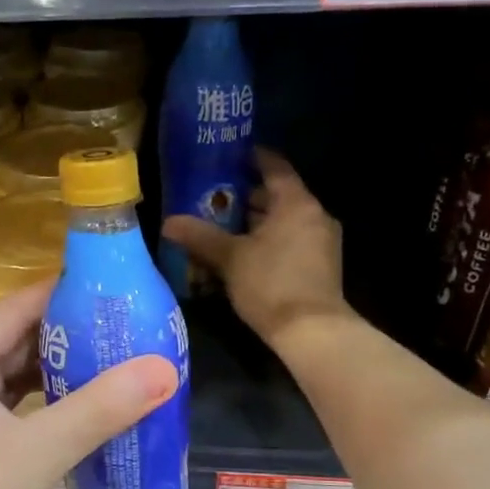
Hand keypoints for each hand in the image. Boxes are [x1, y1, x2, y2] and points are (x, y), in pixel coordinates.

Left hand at [0, 282, 178, 488]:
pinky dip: (51, 405)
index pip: (16, 309)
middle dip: (73, 336)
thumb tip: (165, 368)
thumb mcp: (37, 453)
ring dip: (65, 372)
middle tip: (131, 328)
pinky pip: (17, 408)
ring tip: (122, 360)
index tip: (119, 288)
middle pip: (19, 341)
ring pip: (19, 378)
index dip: (66, 293)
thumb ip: (100, 409)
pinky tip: (92, 407)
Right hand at [162, 149, 350, 349]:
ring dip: (255, 224)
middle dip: (245, 197)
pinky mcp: (320, 267)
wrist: (311, 331)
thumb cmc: (271, 284)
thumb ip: (200, 237)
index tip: (228, 157)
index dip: (251, 159)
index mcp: (296, 203)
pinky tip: (243, 256)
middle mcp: (314, 216)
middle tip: (213, 198)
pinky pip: (290, 243)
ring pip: (283, 222)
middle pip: (277, 197)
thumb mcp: (230, 258)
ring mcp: (321, 242)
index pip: (274, 167)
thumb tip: (168, 222)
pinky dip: (268, 243)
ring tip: (222, 228)